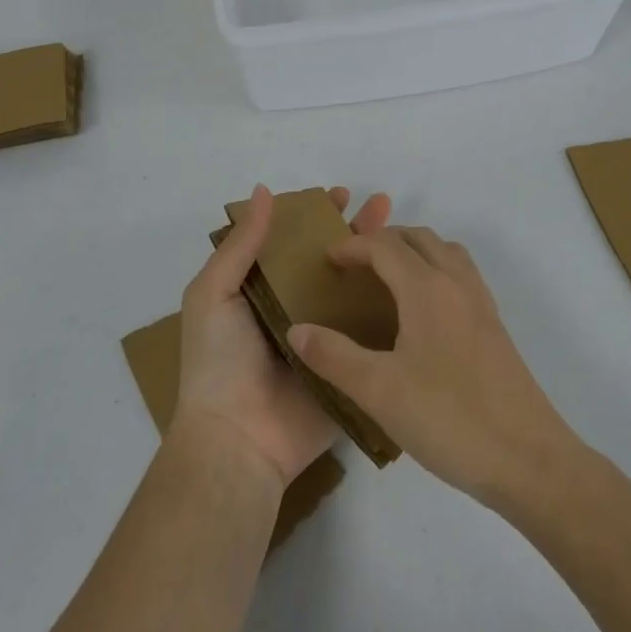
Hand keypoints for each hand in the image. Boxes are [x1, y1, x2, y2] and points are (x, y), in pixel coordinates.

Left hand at [174, 184, 391, 487]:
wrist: (239, 440)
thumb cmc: (219, 361)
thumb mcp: (213, 293)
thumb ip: (240, 245)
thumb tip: (264, 191)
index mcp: (261, 290)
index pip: (293, 242)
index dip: (315, 216)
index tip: (340, 195)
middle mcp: (296, 308)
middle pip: (331, 261)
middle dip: (355, 232)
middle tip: (383, 206)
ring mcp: (326, 337)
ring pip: (356, 291)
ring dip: (379, 263)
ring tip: (406, 236)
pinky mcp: (349, 365)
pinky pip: (372, 333)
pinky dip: (392, 309)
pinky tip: (418, 284)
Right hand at [287, 228, 577, 505]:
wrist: (529, 460)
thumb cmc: (450, 419)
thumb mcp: (379, 391)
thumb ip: (333, 356)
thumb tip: (296, 329)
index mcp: (427, 288)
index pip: (384, 246)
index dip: (352, 246)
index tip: (326, 261)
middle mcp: (457, 284)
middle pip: (419, 238)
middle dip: (383, 241)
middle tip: (354, 265)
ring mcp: (482, 305)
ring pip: (446, 253)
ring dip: (415, 252)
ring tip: (388, 280)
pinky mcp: (496, 329)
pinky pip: (462, 276)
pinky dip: (437, 272)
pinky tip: (423, 314)